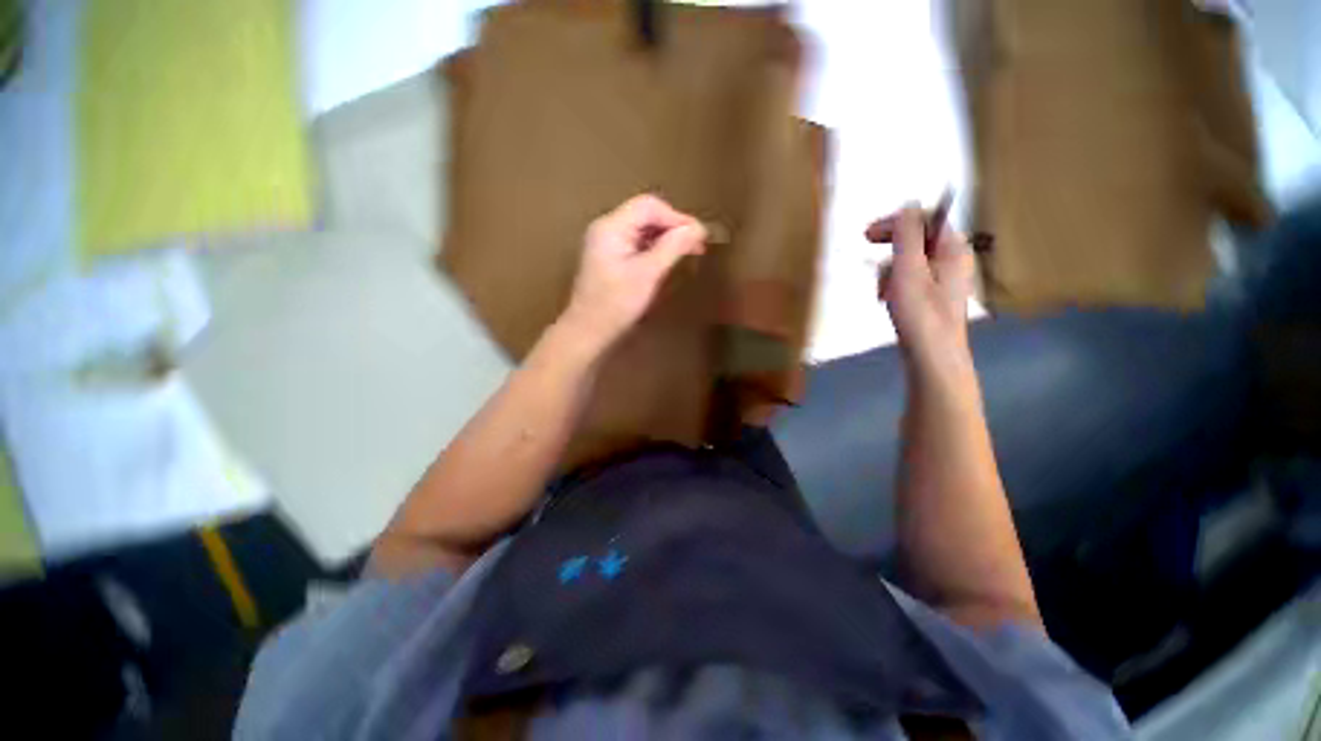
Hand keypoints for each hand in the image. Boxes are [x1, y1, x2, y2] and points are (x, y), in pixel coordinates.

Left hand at [560, 194, 706, 351]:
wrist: (588, 332)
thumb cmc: (616, 305)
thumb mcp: (647, 275)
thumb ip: (672, 247)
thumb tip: (698, 228)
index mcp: (611, 227)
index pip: (649, 206)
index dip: (677, 217)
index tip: (700, 236)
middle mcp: (606, 228)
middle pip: (645, 214)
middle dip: (673, 227)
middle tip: (697, 245)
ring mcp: (606, 243)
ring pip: (642, 229)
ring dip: (666, 237)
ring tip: (687, 252)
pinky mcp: (609, 257)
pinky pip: (636, 243)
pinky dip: (654, 248)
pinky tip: (667, 260)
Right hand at [866, 204, 975, 373]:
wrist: (932, 357)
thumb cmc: (920, 314)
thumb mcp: (908, 270)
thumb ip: (908, 236)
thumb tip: (909, 204)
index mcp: (953, 249)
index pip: (925, 219)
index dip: (896, 222)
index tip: (867, 234)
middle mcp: (953, 259)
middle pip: (918, 238)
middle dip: (891, 245)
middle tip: (866, 245)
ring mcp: (944, 279)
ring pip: (910, 260)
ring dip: (889, 269)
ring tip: (880, 289)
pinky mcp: (933, 296)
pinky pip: (911, 278)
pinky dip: (894, 284)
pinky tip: (886, 299)